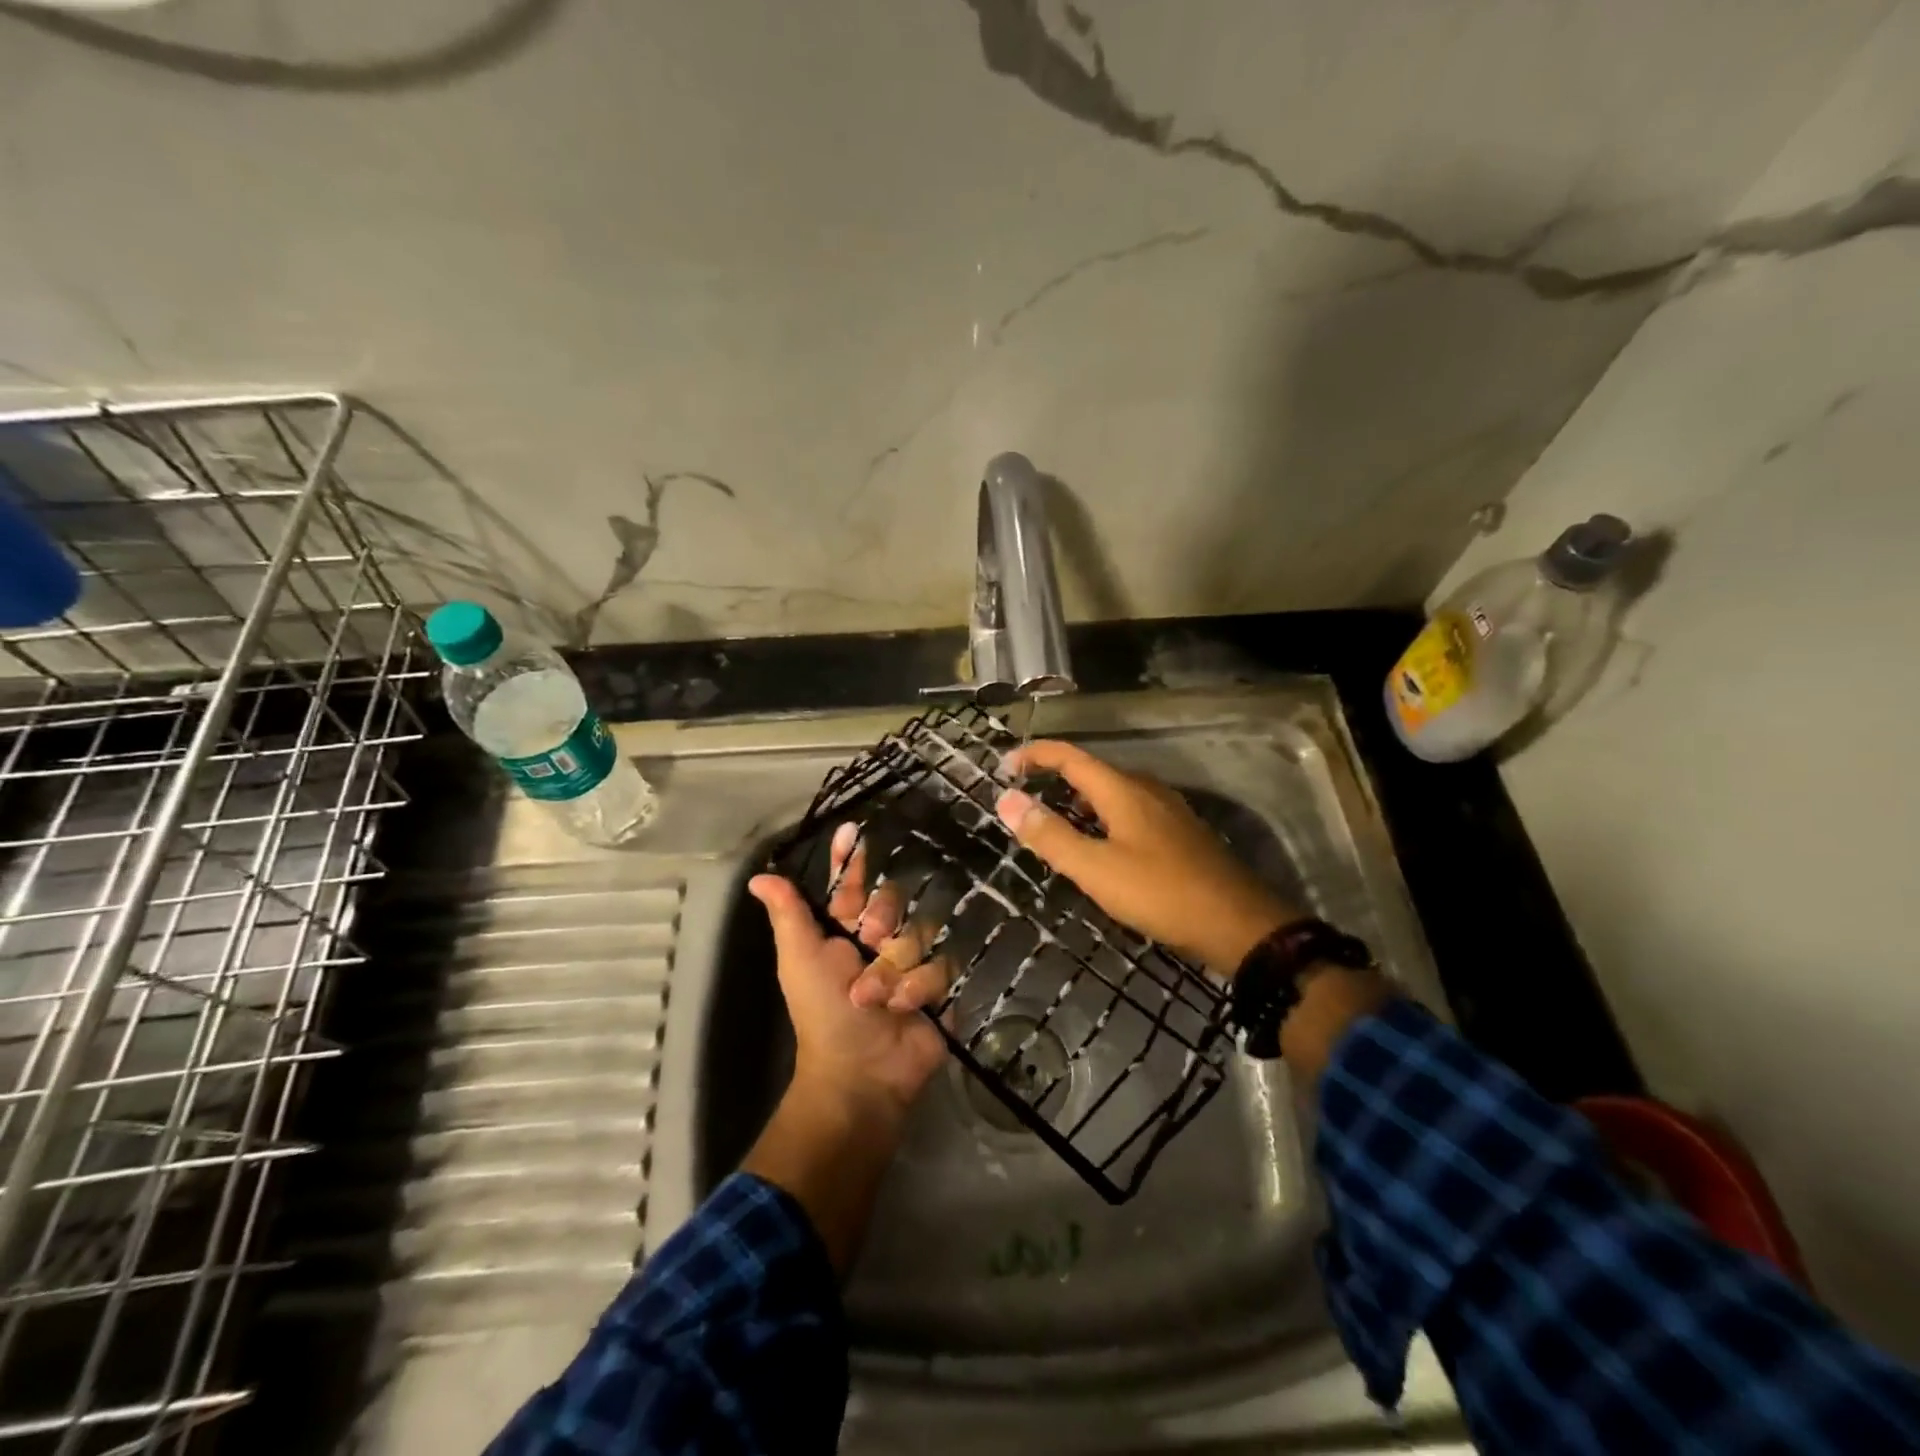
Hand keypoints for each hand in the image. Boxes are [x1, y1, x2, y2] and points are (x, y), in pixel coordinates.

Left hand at [743, 846, 949, 1272]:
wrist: (861, 1073)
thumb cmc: (823, 1013)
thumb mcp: (800, 960)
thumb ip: (789, 915)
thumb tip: (758, 876)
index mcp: (844, 930)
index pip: (851, 884)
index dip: (851, 860)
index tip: (852, 830)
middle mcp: (880, 939)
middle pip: (894, 901)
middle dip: (883, 920)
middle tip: (870, 940)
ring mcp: (912, 961)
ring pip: (920, 932)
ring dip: (896, 968)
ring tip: (876, 997)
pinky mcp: (939, 984)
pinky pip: (942, 964)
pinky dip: (920, 987)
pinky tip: (906, 1008)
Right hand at [994, 740, 1296, 974]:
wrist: (1237, 923)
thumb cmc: (1160, 893)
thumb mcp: (1095, 869)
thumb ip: (1050, 835)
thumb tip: (1006, 800)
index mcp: (1122, 789)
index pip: (1070, 756)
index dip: (1035, 755)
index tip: (1003, 767)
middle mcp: (1146, 789)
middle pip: (1091, 772)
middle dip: (1054, 779)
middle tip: (1023, 800)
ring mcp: (1167, 810)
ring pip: (1112, 792)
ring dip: (1078, 800)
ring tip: (1054, 823)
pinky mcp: (1180, 832)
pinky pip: (1130, 811)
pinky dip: (1102, 817)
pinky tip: (1100, 846)